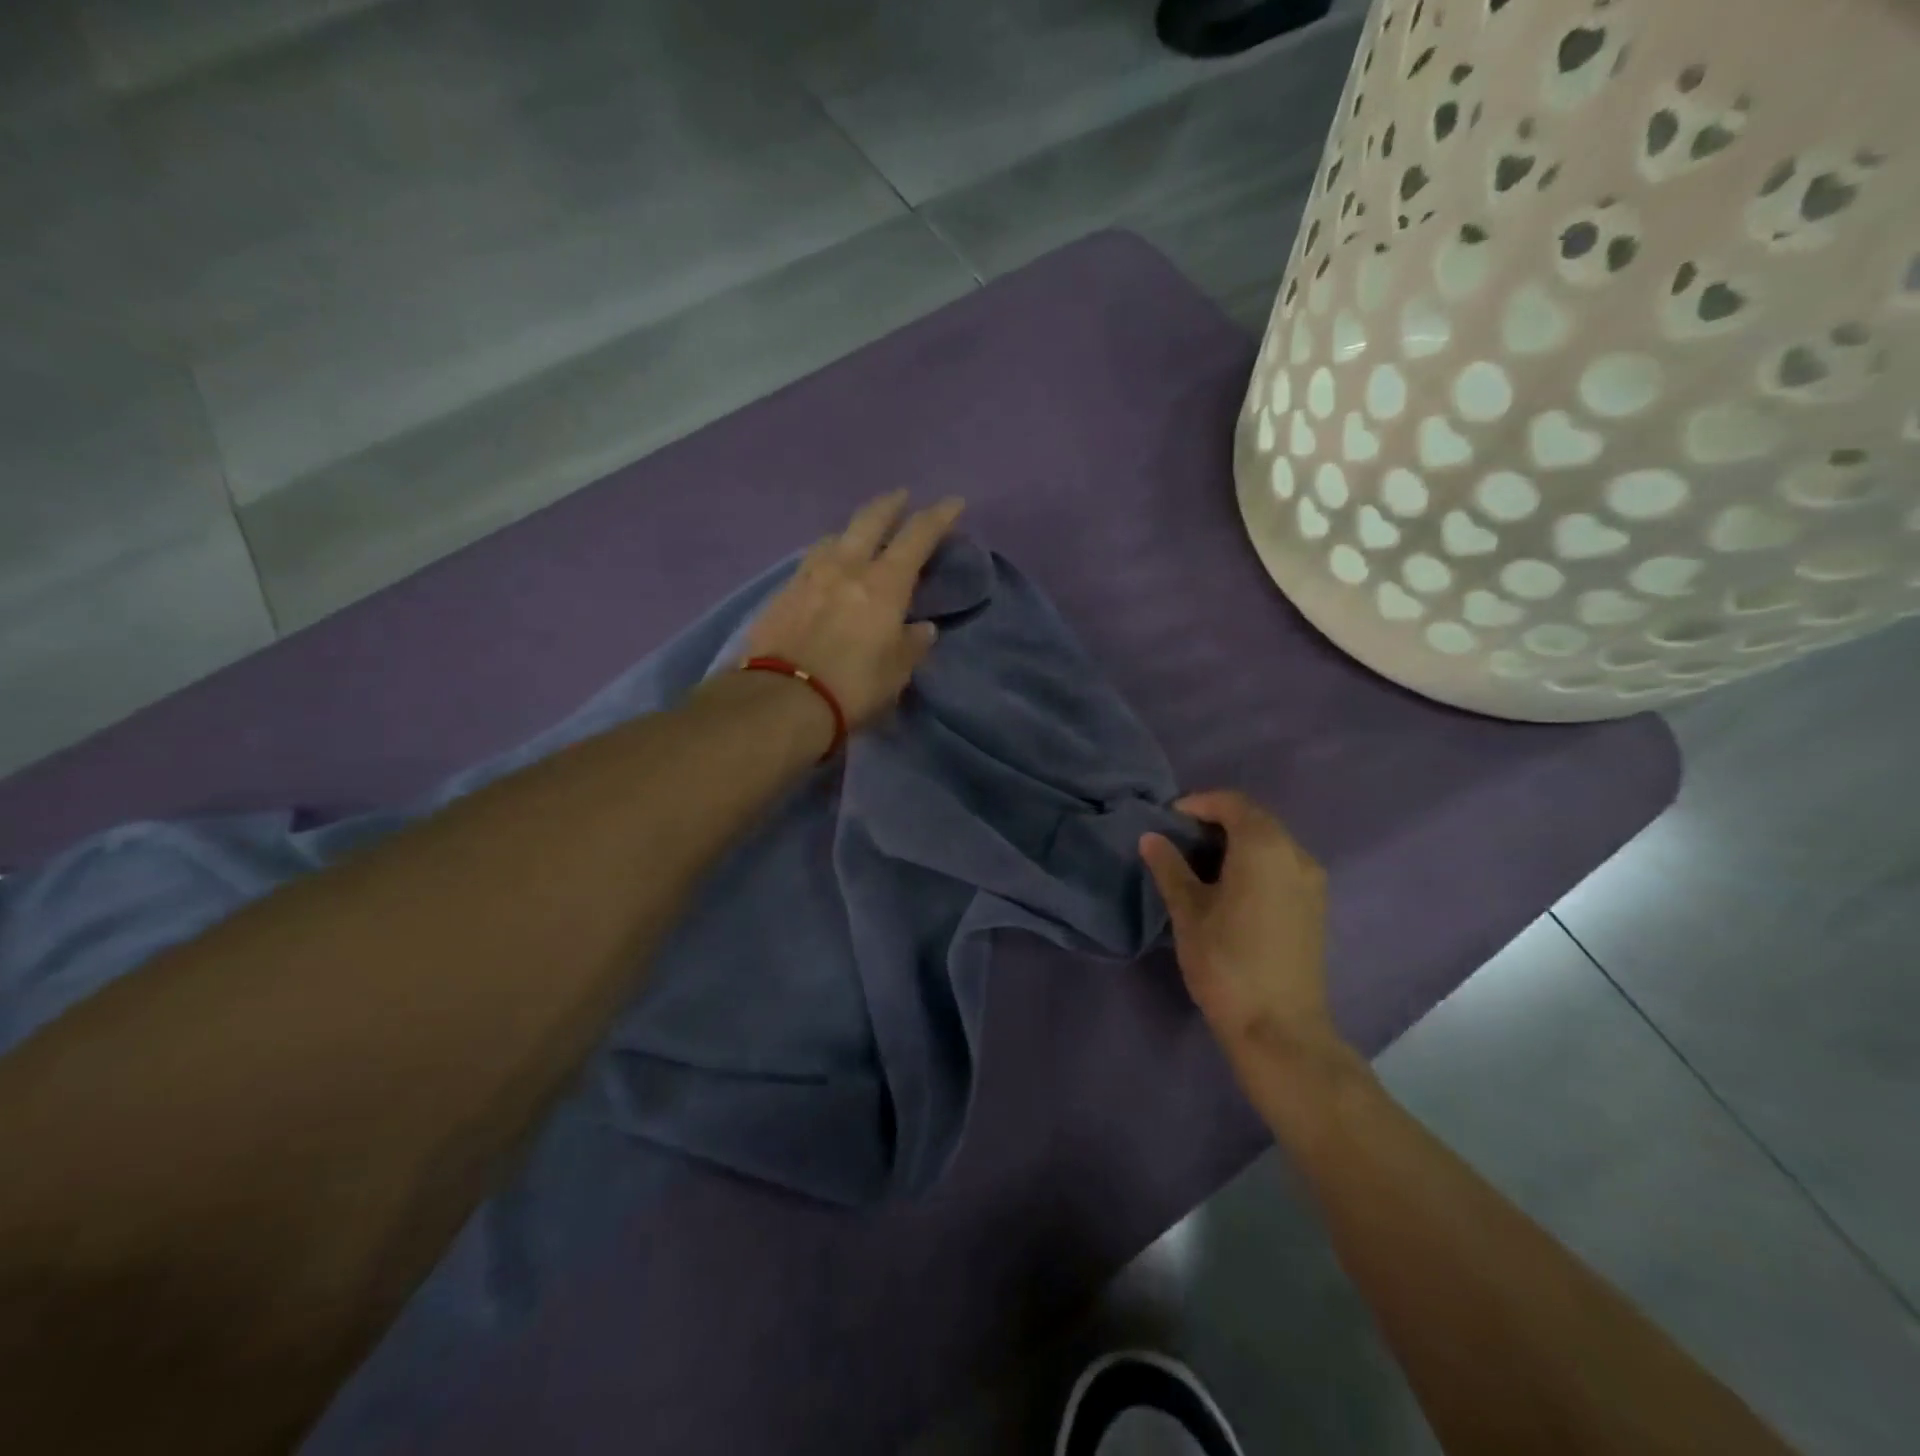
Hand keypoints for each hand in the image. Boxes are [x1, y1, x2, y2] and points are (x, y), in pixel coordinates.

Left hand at [743, 491, 964, 730]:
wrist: (781, 699)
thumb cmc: (852, 686)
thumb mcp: (896, 672)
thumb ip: (912, 645)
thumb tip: (922, 628)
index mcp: (883, 583)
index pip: (918, 536)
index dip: (939, 516)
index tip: (953, 503)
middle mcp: (846, 567)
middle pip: (870, 519)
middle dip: (890, 504)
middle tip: (901, 497)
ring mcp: (809, 575)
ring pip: (835, 536)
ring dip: (853, 530)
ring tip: (859, 536)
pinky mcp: (782, 592)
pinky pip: (811, 561)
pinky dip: (827, 556)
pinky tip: (827, 568)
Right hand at [1140, 791, 1341, 1074]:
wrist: (1279, 1029)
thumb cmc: (1226, 963)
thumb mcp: (1188, 911)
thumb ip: (1170, 868)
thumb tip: (1151, 837)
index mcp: (1265, 847)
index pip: (1232, 803)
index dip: (1198, 803)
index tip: (1168, 818)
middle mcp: (1296, 854)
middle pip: (1255, 819)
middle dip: (1216, 820)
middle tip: (1179, 838)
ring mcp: (1312, 882)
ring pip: (1271, 842)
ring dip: (1236, 841)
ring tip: (1199, 862)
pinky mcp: (1315, 906)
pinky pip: (1282, 865)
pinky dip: (1254, 861)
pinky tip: (1229, 886)